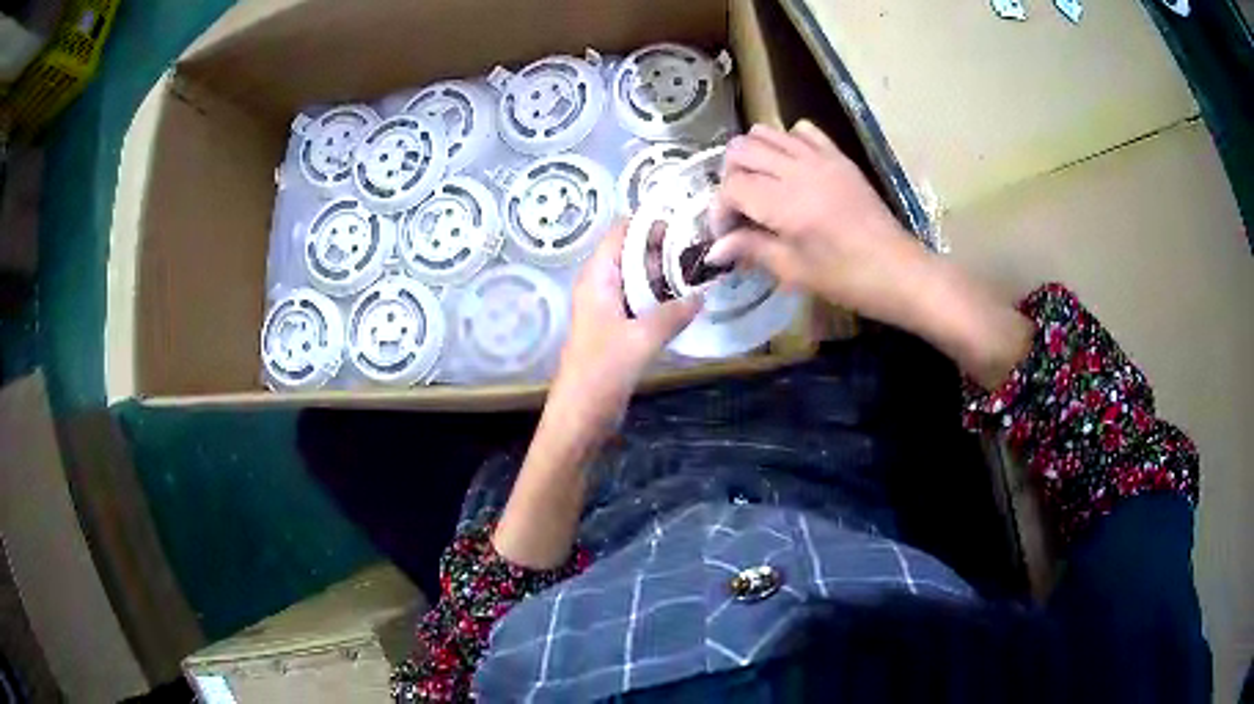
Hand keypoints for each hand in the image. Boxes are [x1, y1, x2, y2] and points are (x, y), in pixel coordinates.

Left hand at [546, 220, 701, 438]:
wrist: (579, 418)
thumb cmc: (601, 373)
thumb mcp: (640, 340)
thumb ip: (671, 315)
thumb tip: (701, 296)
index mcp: (597, 278)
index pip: (621, 232)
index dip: (651, 223)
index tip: (688, 223)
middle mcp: (602, 286)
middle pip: (633, 253)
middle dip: (666, 248)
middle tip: (706, 250)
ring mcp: (610, 308)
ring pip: (640, 279)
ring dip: (668, 275)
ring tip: (706, 271)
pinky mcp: (619, 329)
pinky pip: (643, 303)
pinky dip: (663, 299)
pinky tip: (691, 303)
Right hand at [710, 121, 1032, 388]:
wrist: (900, 271)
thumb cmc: (848, 279)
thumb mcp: (795, 272)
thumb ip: (752, 249)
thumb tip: (714, 249)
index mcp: (786, 204)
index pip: (732, 187)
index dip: (719, 210)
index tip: (725, 235)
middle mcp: (799, 171)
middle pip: (741, 150)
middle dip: (729, 176)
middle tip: (739, 207)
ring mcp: (821, 158)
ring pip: (767, 132)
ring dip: (753, 156)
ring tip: (760, 185)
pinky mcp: (839, 157)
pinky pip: (802, 131)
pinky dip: (786, 142)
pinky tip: (790, 168)